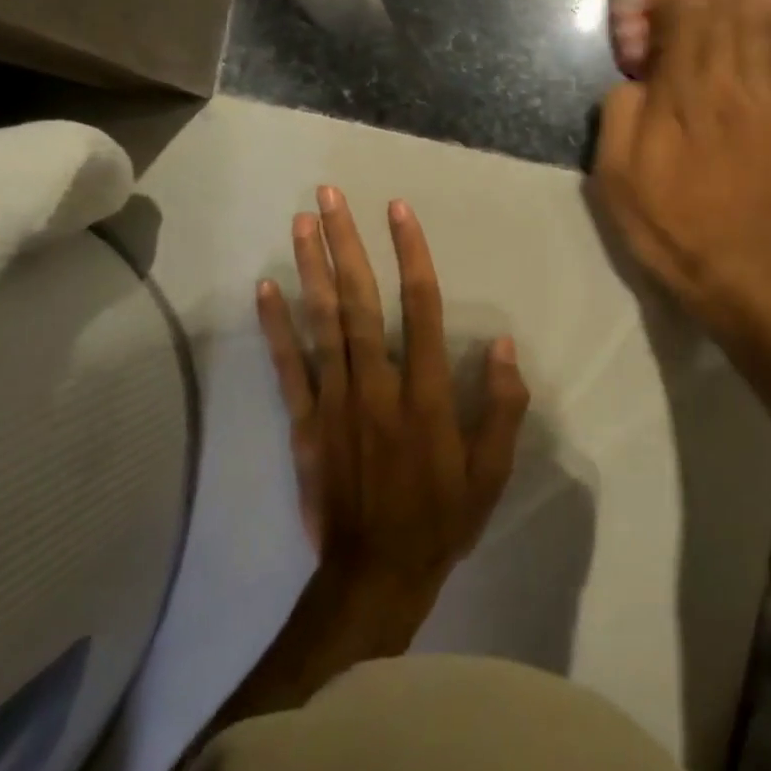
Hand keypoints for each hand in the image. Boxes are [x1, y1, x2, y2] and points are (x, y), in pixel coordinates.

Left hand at [256, 186, 530, 611]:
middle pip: (360, 302)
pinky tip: (267, 286)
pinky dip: (275, 325)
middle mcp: (377, 385)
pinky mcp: (304, 423)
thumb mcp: (491, 472)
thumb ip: (502, 407)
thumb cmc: (441, 518)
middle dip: (346, 244)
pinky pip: (287, 367)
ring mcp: (334, 402)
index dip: (411, 254)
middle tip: (330, 196)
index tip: (398, 211)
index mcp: (425, 394)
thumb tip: (504, 347)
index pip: (421, 308)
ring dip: (312, 269)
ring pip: (322, 324)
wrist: (375, 574)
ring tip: (302, 222)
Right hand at [595, 0, 770, 326]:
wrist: (731, 269)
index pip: (684, 22)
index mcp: (683, 99)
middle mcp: (729, 88)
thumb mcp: (615, 176)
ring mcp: (765, 102)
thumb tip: (637, 74)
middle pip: (729, 8)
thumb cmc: (662, 224)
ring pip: (764, 23)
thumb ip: (620, 113)